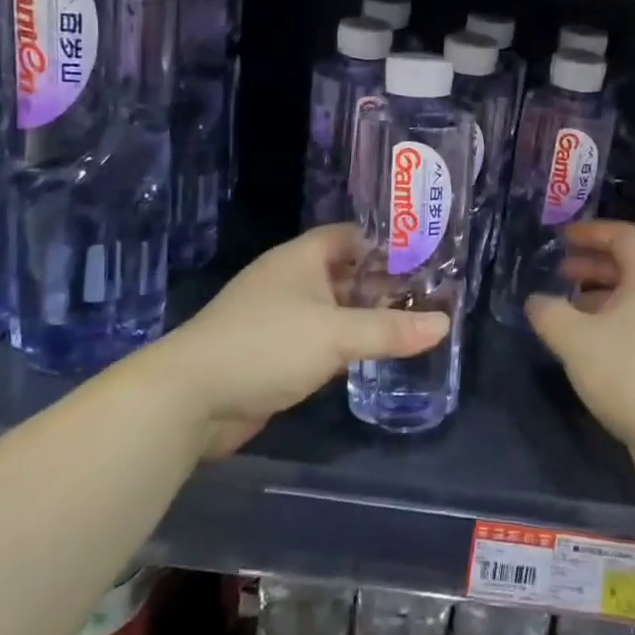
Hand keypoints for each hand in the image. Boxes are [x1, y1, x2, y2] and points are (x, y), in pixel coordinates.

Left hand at [158, 224, 447, 447]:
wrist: (190, 398)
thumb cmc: (266, 345)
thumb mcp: (336, 334)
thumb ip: (391, 330)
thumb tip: (445, 324)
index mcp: (301, 258)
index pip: (350, 236)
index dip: (385, 243)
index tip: (423, 257)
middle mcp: (290, 281)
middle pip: (344, 273)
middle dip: (381, 284)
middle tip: (427, 296)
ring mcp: (278, 317)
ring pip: (332, 308)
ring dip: (364, 316)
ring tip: (410, 324)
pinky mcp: (273, 353)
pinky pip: (318, 339)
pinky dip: (344, 344)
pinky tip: (370, 356)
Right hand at [526, 222, 634, 470]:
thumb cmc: (629, 372)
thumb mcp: (575, 339)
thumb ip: (549, 313)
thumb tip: (536, 302)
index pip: (623, 236)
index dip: (590, 232)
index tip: (561, 238)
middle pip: (630, 265)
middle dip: (591, 265)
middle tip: (559, 272)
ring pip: (634, 297)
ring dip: (599, 296)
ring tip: (567, 308)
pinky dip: (613, 321)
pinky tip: (589, 343)